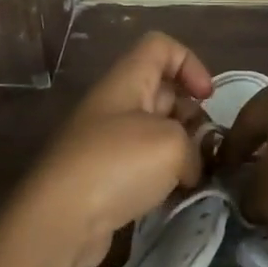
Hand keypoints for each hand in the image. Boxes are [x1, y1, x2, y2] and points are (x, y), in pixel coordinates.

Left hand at [20, 32, 213, 266]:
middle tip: (208, 147)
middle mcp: (115, 103)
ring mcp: (107, 141)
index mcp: (127, 80)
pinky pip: (143, 164)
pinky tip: (176, 197)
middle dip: (191, 114)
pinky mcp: (104, 177)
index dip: (190, 63)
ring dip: (181, 150)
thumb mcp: (172, 145)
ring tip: (198, 176)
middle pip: (163, 90)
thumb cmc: (116, 164)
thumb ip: (194, 147)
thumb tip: (189, 167)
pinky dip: (163, 176)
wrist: (59, 220)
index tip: (207, 98)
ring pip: (155, 130)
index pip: (160, 46)